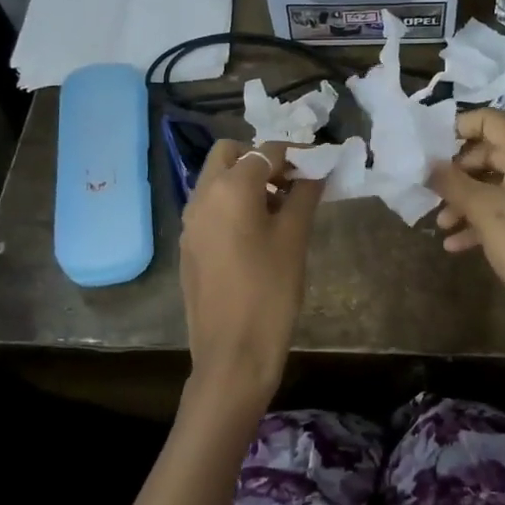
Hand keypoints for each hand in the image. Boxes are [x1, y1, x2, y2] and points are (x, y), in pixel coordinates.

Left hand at [178, 139, 322, 408]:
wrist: (232, 353)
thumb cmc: (270, 291)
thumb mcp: (294, 238)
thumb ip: (304, 195)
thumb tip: (316, 169)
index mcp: (230, 188)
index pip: (266, 151)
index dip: (294, 154)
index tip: (317, 165)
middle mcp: (202, 196)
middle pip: (229, 154)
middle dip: (260, 158)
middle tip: (290, 182)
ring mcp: (190, 222)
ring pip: (215, 180)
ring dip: (244, 180)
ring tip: (278, 208)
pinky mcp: (188, 245)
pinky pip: (209, 207)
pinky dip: (231, 203)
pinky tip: (256, 233)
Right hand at [430, 109, 504, 343]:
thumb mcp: (482, 212)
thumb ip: (451, 182)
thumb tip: (428, 165)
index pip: (490, 120)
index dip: (457, 128)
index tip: (430, 148)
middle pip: (493, 152)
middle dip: (459, 173)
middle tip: (434, 192)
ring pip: (501, 182)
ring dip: (469, 199)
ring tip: (443, 224)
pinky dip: (488, 217)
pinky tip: (458, 243)